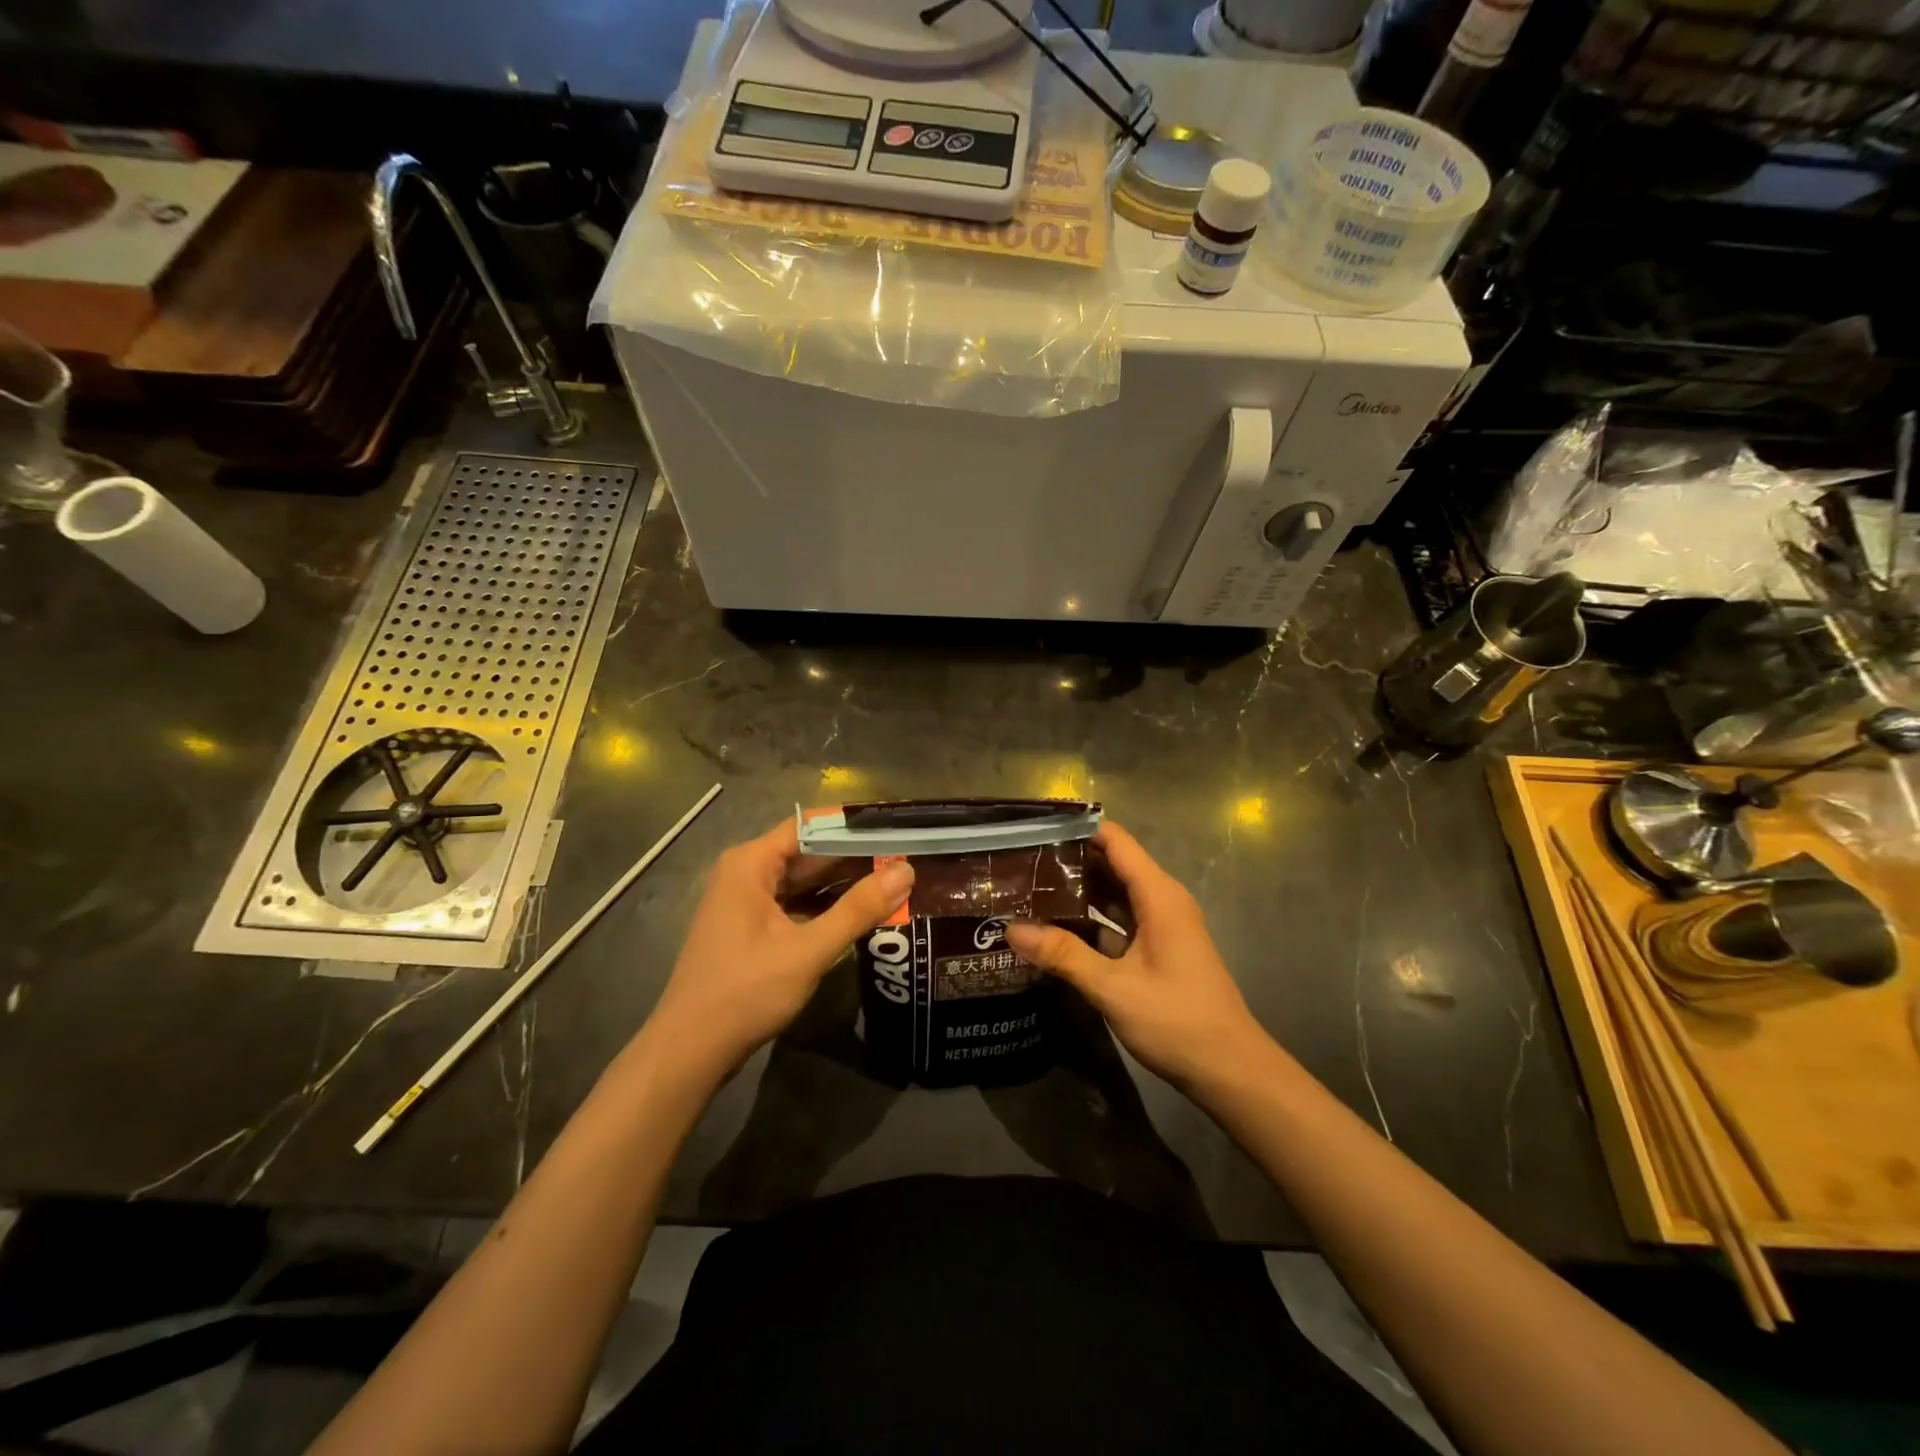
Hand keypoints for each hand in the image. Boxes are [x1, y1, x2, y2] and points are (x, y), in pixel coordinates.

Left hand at [644, 819, 913, 1081]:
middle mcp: (746, 873)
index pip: (811, 825)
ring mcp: (746, 902)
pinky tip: (861, 914)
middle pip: (808, 852)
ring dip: (843, 884)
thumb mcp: (809, 950)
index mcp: (751, 863)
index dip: (854, 826)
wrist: (690, 1051)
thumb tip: (907, 871)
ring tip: (894, 882)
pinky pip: (795, 904)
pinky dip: (825, 907)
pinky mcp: (751, 928)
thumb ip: (858, 909)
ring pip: (804, 881)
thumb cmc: (746, 992)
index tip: (897, 830)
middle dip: (855, 857)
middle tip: (906, 859)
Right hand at [1007, 821, 1269, 1090]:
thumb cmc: (1177, 1021)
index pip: (1115, 841)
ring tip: (1028, 889)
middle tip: (1019, 862)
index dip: (1078, 829)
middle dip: (1068, 861)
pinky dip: (1090, 920)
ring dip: (1077, 892)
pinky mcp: (1156, 950)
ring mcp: (1161, 926)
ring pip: (1113, 895)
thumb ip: (1063, 955)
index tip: (1035, 828)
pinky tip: (1055, 928)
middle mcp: (1161, 902)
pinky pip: (1118, 922)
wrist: (1230, 1071)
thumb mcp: (1113, 988)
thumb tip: (1011, 929)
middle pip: (1112, 865)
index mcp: (1159, 896)